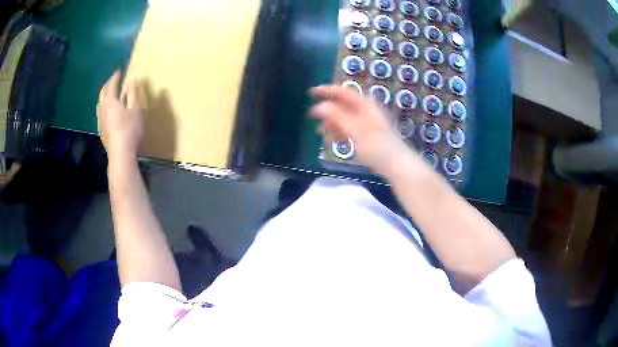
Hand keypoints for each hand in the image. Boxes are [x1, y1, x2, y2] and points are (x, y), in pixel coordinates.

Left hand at [97, 70, 143, 164]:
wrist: (120, 154)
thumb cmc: (129, 129)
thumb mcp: (136, 109)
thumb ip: (133, 93)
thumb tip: (133, 79)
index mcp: (110, 101)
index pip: (112, 84)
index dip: (116, 76)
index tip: (120, 70)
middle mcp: (102, 109)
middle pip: (103, 93)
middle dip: (108, 85)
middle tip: (114, 80)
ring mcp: (100, 121)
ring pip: (100, 104)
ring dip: (105, 96)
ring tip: (110, 95)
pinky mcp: (102, 131)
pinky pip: (101, 113)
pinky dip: (104, 107)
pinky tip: (108, 112)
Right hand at [310, 85, 414, 175]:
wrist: (396, 164)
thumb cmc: (377, 145)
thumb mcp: (355, 130)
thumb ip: (336, 116)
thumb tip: (319, 106)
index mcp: (364, 104)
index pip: (342, 92)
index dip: (326, 90)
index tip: (311, 92)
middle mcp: (365, 110)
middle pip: (342, 105)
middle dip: (327, 112)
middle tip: (313, 119)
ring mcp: (366, 123)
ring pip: (344, 118)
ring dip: (331, 124)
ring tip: (320, 134)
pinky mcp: (366, 135)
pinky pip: (348, 129)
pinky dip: (339, 133)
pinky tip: (331, 141)